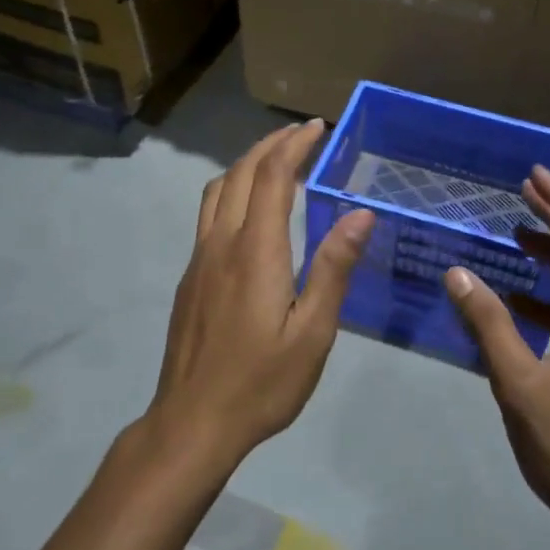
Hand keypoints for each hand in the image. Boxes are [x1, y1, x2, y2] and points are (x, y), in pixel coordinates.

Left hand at [148, 120, 374, 471]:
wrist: (192, 422)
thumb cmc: (262, 382)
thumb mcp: (313, 332)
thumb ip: (333, 268)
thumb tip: (360, 213)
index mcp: (255, 252)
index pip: (272, 177)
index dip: (293, 146)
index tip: (317, 127)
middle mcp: (221, 244)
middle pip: (240, 174)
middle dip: (270, 146)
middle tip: (301, 134)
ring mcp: (199, 260)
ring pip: (216, 191)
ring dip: (245, 165)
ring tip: (275, 161)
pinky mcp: (190, 277)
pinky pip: (208, 215)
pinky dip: (231, 191)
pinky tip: (248, 210)